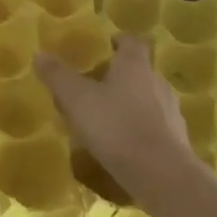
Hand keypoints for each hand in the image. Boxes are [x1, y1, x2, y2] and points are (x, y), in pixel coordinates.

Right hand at [34, 36, 194, 205]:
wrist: (162, 176)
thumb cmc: (116, 126)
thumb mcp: (77, 99)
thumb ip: (58, 76)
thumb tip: (40, 54)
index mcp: (135, 66)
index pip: (132, 42)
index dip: (118, 41)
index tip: (104, 47)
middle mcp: (157, 83)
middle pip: (139, 71)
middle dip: (118, 76)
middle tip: (93, 87)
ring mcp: (171, 113)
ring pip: (147, 100)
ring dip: (128, 105)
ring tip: (104, 120)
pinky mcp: (176, 141)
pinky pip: (153, 127)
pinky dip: (138, 130)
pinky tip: (121, 146)